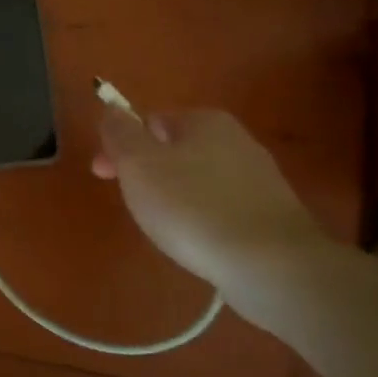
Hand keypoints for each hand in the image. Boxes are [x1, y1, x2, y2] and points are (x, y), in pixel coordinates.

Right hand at [92, 105, 329, 316]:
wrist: (273, 266)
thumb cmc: (193, 206)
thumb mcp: (138, 163)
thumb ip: (119, 132)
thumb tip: (112, 110)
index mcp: (205, 120)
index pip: (148, 122)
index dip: (120, 146)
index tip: (104, 176)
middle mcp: (237, 140)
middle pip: (173, 150)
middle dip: (147, 173)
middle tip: (134, 204)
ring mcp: (260, 179)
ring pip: (197, 180)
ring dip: (174, 197)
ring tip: (166, 228)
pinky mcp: (273, 216)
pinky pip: (222, 208)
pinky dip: (202, 219)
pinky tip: (198, 242)